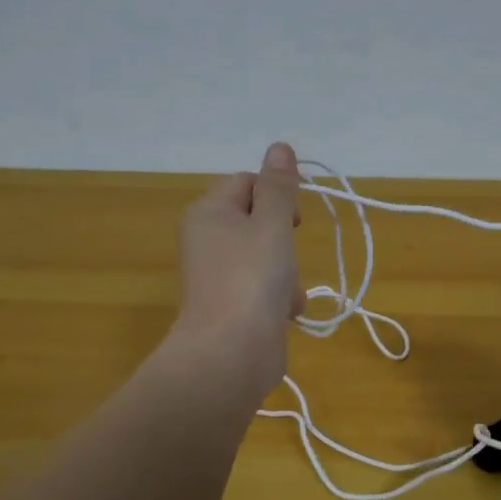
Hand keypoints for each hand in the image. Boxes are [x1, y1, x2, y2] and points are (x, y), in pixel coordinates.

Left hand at [172, 142, 304, 391]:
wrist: (231, 353)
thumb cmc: (252, 278)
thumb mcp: (272, 223)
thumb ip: (279, 187)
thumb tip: (279, 146)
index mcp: (208, 212)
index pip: (246, 182)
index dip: (275, 195)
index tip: (294, 218)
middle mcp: (207, 240)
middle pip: (258, 221)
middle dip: (284, 240)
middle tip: (288, 256)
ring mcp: (218, 276)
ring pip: (266, 258)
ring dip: (286, 273)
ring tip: (286, 293)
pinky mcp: (231, 307)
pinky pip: (262, 288)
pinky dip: (278, 298)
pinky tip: (284, 314)